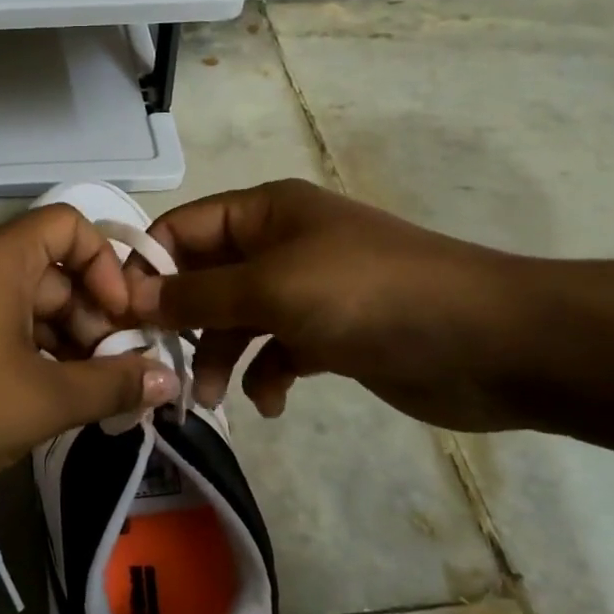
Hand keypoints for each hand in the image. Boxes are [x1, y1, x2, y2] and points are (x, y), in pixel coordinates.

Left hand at [0, 205, 180, 502]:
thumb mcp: (44, 401)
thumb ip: (112, 385)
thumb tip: (168, 377)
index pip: (69, 225)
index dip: (105, 266)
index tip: (121, 319)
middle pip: (52, 269)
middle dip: (91, 316)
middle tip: (112, 371)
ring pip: (25, 301)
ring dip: (63, 339)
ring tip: (87, 392)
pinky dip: (28, 349)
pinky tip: (47, 395)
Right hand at [130, 179, 532, 430]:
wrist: (492, 343)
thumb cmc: (370, 296)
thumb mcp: (272, 289)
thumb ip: (197, 295)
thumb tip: (131, 299)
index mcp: (265, 213)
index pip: (182, 229)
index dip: (148, 268)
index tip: (121, 316)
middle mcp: (280, 246)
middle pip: (205, 278)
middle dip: (182, 321)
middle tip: (159, 365)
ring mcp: (306, 291)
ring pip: (237, 319)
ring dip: (219, 356)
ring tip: (212, 399)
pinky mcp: (330, 334)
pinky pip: (276, 350)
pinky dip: (266, 374)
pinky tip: (272, 400)